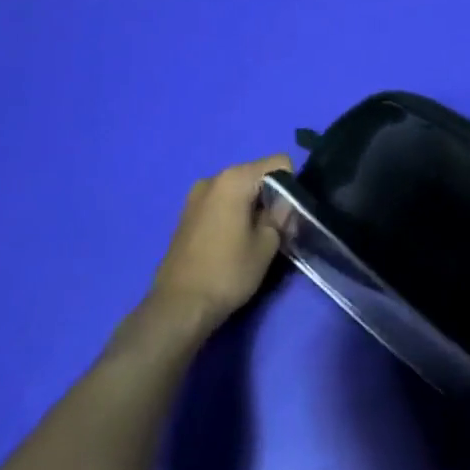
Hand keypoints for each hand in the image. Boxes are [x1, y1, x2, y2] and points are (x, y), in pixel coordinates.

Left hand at [147, 155, 290, 338]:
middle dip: (271, 195)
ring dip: (251, 205)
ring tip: (253, 237)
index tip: (289, 214)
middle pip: (256, 174)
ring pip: (238, 189)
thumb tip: (284, 205)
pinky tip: (231, 241)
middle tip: (276, 228)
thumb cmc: (227, 272)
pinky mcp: (186, 214)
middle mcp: (213, 178)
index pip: (279, 163)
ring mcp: (196, 195)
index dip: (292, 185)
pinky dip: (233, 212)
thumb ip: (280, 216)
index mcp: (235, 179)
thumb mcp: (267, 245)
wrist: (178, 307)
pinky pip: (220, 202)